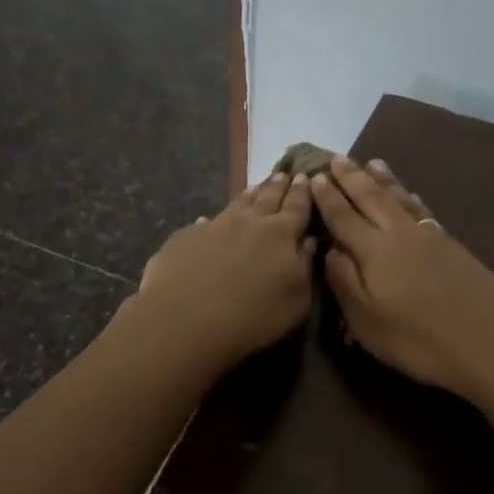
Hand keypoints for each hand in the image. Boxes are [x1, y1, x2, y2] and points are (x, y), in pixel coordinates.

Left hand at [133, 170, 316, 372]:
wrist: (185, 320)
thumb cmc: (253, 317)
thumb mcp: (296, 301)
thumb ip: (305, 268)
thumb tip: (308, 241)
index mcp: (281, 234)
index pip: (297, 206)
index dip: (303, 192)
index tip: (307, 176)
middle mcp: (248, 222)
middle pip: (267, 198)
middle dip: (278, 186)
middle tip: (285, 173)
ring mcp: (214, 226)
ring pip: (236, 204)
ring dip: (249, 195)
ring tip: (256, 186)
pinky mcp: (185, 238)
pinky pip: (203, 223)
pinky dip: (211, 220)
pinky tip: (207, 221)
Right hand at [310, 155, 493, 399]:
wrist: (490, 343)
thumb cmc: (418, 341)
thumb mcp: (368, 322)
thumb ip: (345, 282)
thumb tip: (331, 249)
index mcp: (374, 251)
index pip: (343, 217)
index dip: (327, 198)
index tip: (314, 177)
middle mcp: (400, 234)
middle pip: (372, 198)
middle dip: (352, 178)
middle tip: (336, 158)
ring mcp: (430, 236)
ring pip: (401, 199)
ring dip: (384, 179)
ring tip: (372, 163)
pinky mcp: (452, 244)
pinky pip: (423, 210)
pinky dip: (411, 197)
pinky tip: (410, 194)